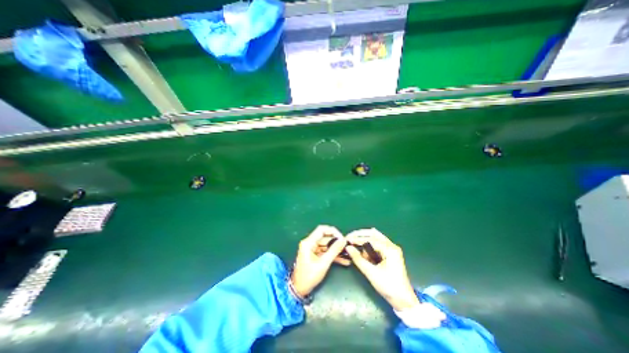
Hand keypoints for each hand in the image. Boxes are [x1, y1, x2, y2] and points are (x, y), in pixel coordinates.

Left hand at [290, 225, 348, 295]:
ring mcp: (312, 249)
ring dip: (336, 249)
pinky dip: (333, 255)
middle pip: (325, 237)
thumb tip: (343, 240)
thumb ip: (334, 250)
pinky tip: (343, 260)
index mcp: (308, 242)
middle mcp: (309, 243)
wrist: (299, 290)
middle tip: (346, 246)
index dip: (333, 231)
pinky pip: (325, 251)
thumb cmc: (309, 276)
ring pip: (326, 245)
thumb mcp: (323, 263)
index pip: (321, 229)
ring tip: (347, 254)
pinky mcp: (314, 255)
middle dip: (336, 241)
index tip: (342, 238)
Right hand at [344, 229, 416, 308]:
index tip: (347, 239)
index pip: (371, 239)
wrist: (404, 301)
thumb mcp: (371, 273)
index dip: (358, 238)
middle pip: (374, 234)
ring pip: (375, 238)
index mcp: (390, 249)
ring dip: (364, 240)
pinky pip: (377, 244)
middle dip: (360, 235)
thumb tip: (348, 247)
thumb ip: (358, 259)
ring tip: (354, 244)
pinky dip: (369, 246)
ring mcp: (392, 249)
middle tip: (349, 237)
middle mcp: (392, 246)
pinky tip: (363, 252)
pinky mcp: (390, 253)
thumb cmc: (389, 287)